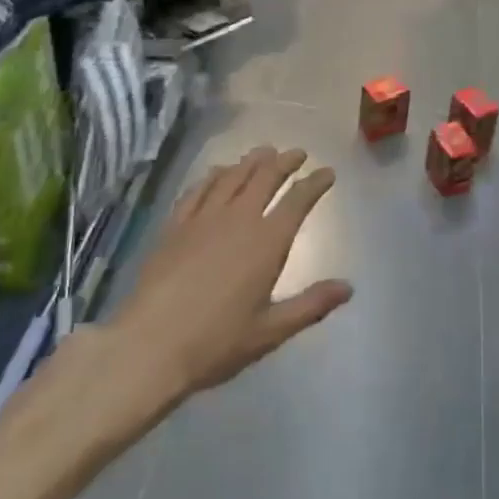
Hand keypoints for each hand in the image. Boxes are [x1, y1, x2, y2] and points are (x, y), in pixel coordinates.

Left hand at [113, 146, 350, 400]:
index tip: (327, 172)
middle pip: (266, 177)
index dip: (315, 183)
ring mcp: (204, 218)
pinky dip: (214, 175)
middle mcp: (239, 219)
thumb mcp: (271, 331)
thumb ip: (311, 305)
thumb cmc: (216, 342)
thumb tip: (348, 288)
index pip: (298, 200)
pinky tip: (219, 172)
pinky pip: (199, 189)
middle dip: (285, 162)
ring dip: (252, 161)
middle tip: (298, 153)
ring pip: (233, 176)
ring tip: (264, 152)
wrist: (149, 345)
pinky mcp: (176, 225)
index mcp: (267, 242)